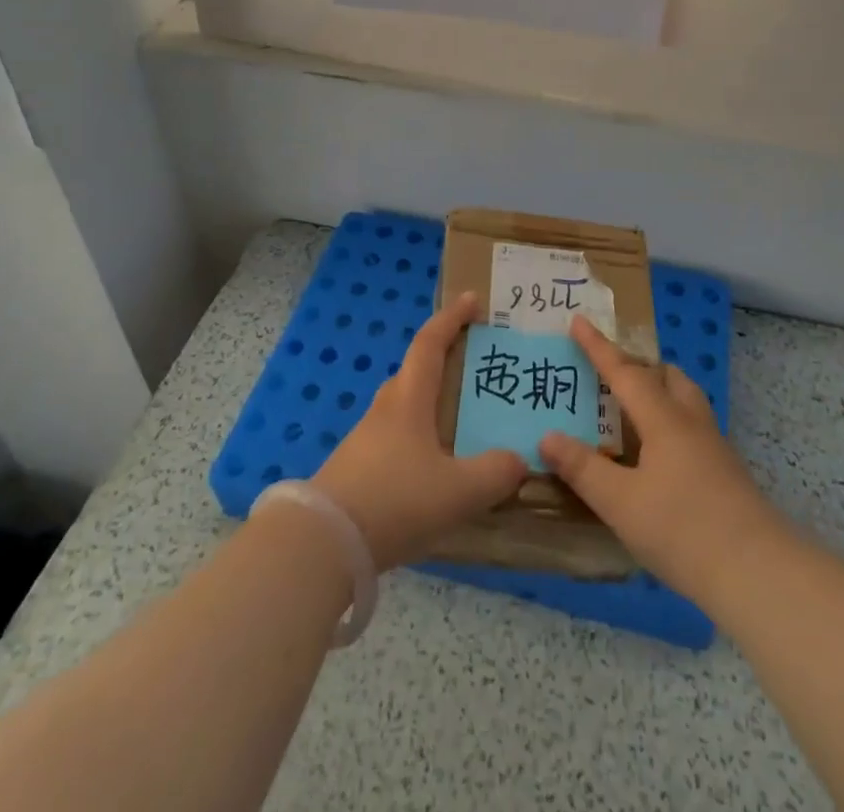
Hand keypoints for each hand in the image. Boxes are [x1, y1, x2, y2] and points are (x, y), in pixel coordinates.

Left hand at [311, 291, 525, 570]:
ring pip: (405, 408)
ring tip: (462, 423)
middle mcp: (386, 409)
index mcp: (409, 399)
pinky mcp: (358, 469)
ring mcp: (367, 439)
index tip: (471, 300)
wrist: (324, 543)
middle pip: (415, 372)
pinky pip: (397, 439)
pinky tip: (435, 470)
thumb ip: (496, 473)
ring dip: (432, 405)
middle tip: (474, 368)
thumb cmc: (396, 500)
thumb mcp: (459, 490)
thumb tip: (518, 460)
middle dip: (444, 362)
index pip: (430, 343)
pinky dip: (420, 440)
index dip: (452, 318)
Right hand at [540, 316, 788, 604]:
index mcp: (663, 419)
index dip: (598, 346)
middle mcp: (690, 422)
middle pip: (666, 376)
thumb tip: (547, 436)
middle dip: (638, 366)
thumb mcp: (621, 503)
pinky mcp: (726, 473)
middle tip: (610, 371)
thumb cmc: (683, 530)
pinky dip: (669, 422)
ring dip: (659, 391)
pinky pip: (692, 427)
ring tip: (633, 408)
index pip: (624, 371)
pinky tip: (658, 454)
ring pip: (685, 400)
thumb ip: (583, 468)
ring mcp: (714, 447)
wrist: (759, 574)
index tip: (579, 319)